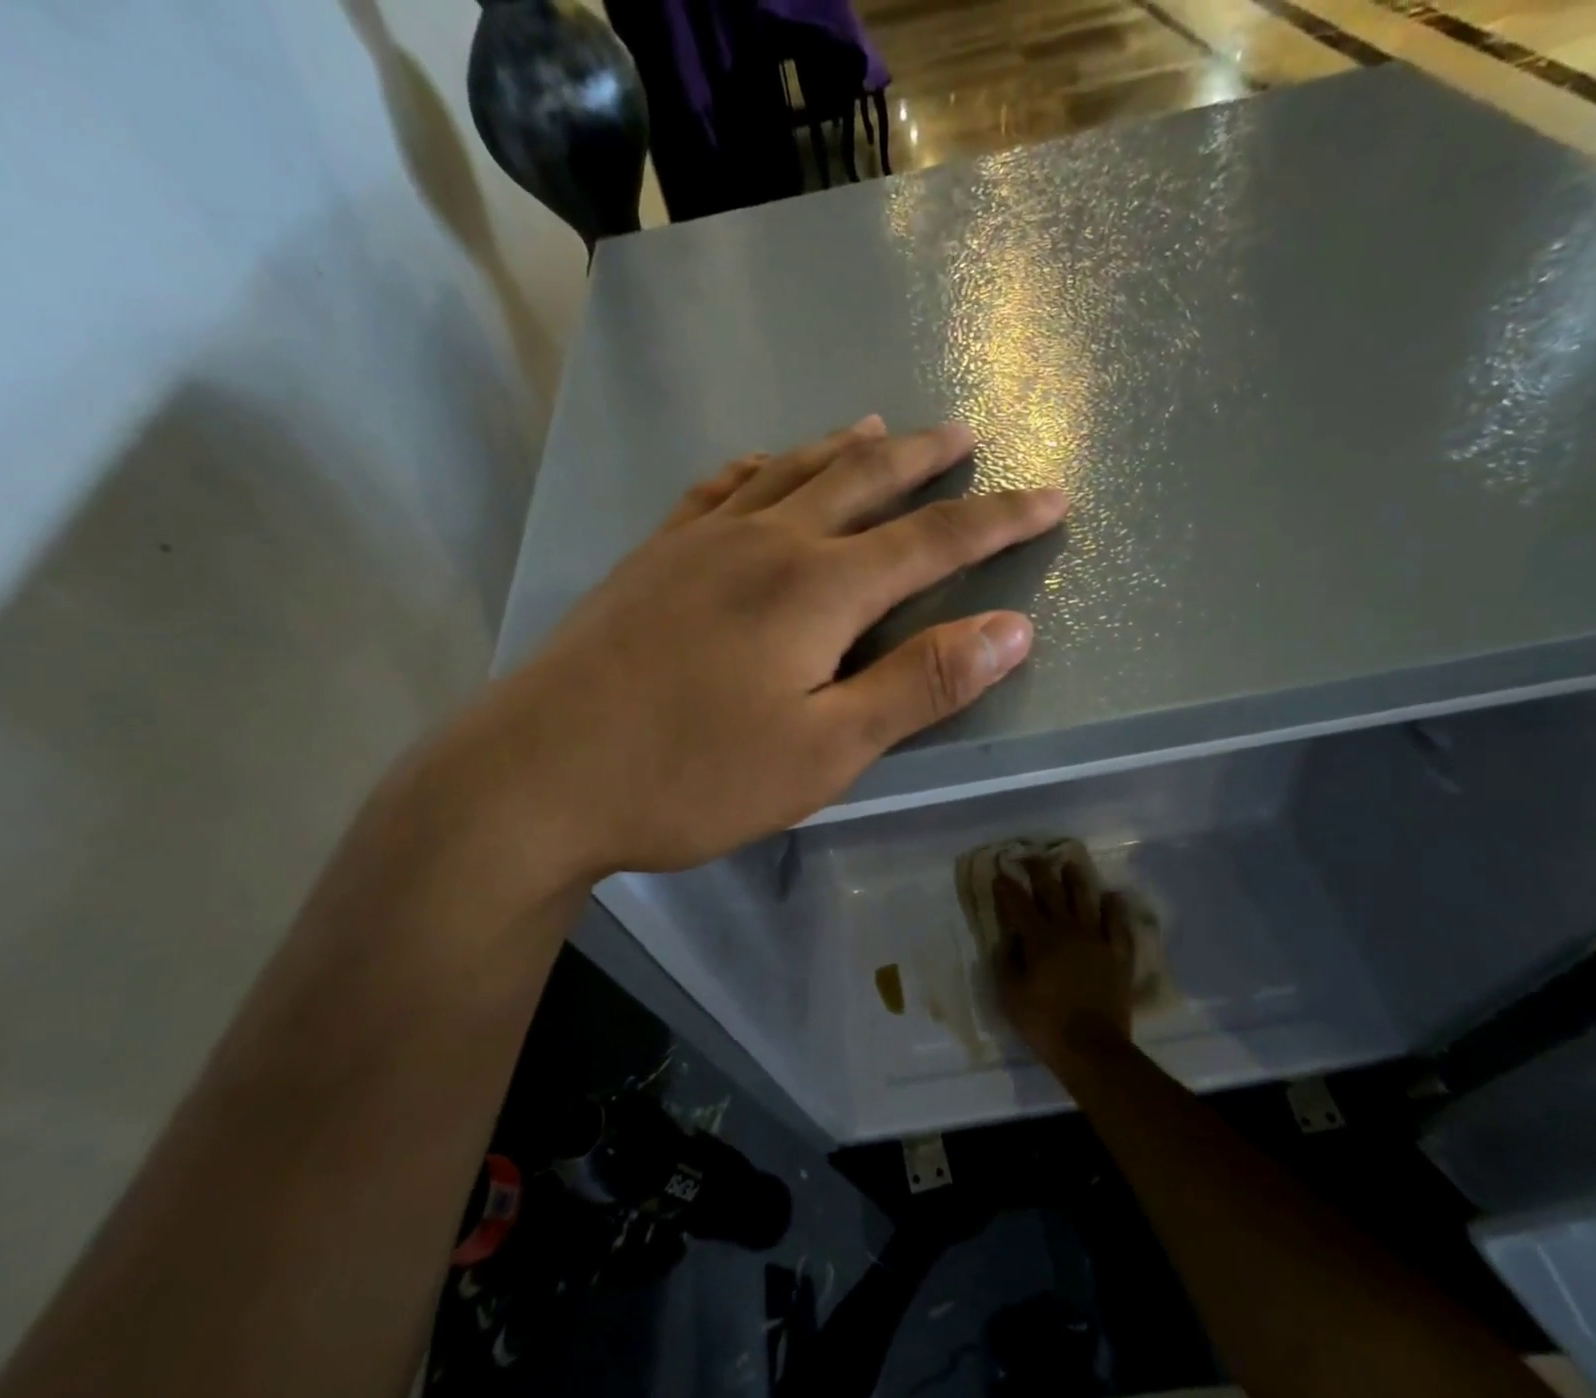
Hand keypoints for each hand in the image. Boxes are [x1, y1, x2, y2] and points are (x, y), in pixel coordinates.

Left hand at [423, 417, 1066, 905]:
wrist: (544, 774)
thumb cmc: (695, 775)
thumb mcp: (827, 750)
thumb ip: (921, 685)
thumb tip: (1012, 628)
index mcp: (818, 588)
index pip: (934, 540)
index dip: (1000, 518)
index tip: (1051, 495)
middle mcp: (765, 542)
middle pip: (861, 481)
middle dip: (924, 459)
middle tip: (965, 435)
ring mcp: (700, 542)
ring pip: (789, 471)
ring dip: (844, 447)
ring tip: (881, 426)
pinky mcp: (651, 559)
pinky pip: (717, 489)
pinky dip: (758, 467)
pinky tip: (762, 465)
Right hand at [995, 858, 1136, 1070]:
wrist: (1091, 1048)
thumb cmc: (1044, 1023)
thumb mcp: (1010, 994)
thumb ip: (1009, 962)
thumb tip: (1012, 940)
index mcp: (1039, 939)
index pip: (1018, 906)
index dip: (1007, 889)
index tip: (1000, 874)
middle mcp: (1067, 931)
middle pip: (1052, 894)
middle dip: (1040, 872)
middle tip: (1032, 856)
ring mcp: (1096, 941)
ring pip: (1085, 901)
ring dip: (1076, 881)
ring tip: (1070, 865)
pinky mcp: (1117, 956)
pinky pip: (1117, 926)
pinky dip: (1115, 910)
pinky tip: (1112, 897)